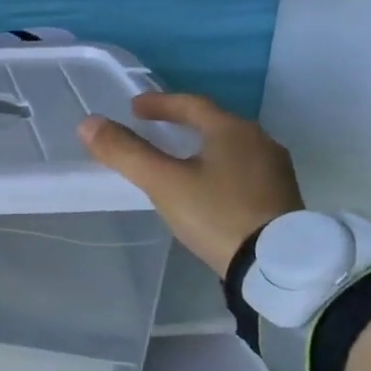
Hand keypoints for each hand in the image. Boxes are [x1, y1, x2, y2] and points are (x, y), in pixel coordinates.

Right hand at [78, 93, 302, 277]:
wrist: (278, 267)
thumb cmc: (217, 214)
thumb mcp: (163, 182)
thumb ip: (125, 152)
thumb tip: (88, 123)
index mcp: (232, 130)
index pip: (190, 104)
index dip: (159, 103)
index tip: (134, 108)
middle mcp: (260, 142)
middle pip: (214, 122)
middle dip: (181, 123)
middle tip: (154, 128)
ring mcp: (275, 171)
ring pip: (230, 147)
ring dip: (201, 145)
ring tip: (178, 157)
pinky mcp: (282, 198)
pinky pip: (243, 169)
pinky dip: (219, 167)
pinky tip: (209, 187)